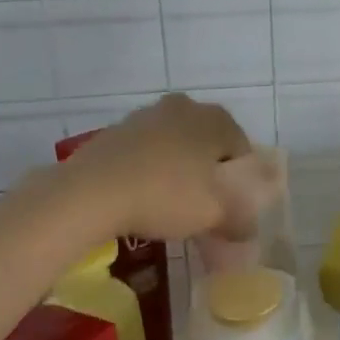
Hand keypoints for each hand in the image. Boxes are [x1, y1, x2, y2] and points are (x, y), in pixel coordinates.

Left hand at [57, 94, 254, 242]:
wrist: (91, 192)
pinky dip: (148, 170)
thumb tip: (247, 231)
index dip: (240, 182)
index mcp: (216, 119)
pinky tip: (140, 197)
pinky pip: (144, 151)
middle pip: (207, 143)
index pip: (242, 149)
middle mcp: (184, 107)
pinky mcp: (116, 130)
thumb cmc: (166, 195)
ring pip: (174, 145)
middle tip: (202, 206)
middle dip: (207, 172)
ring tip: (168, 204)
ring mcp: (146, 115)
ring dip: (177, 169)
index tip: (230, 208)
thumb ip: (240, 223)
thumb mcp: (215, 216)